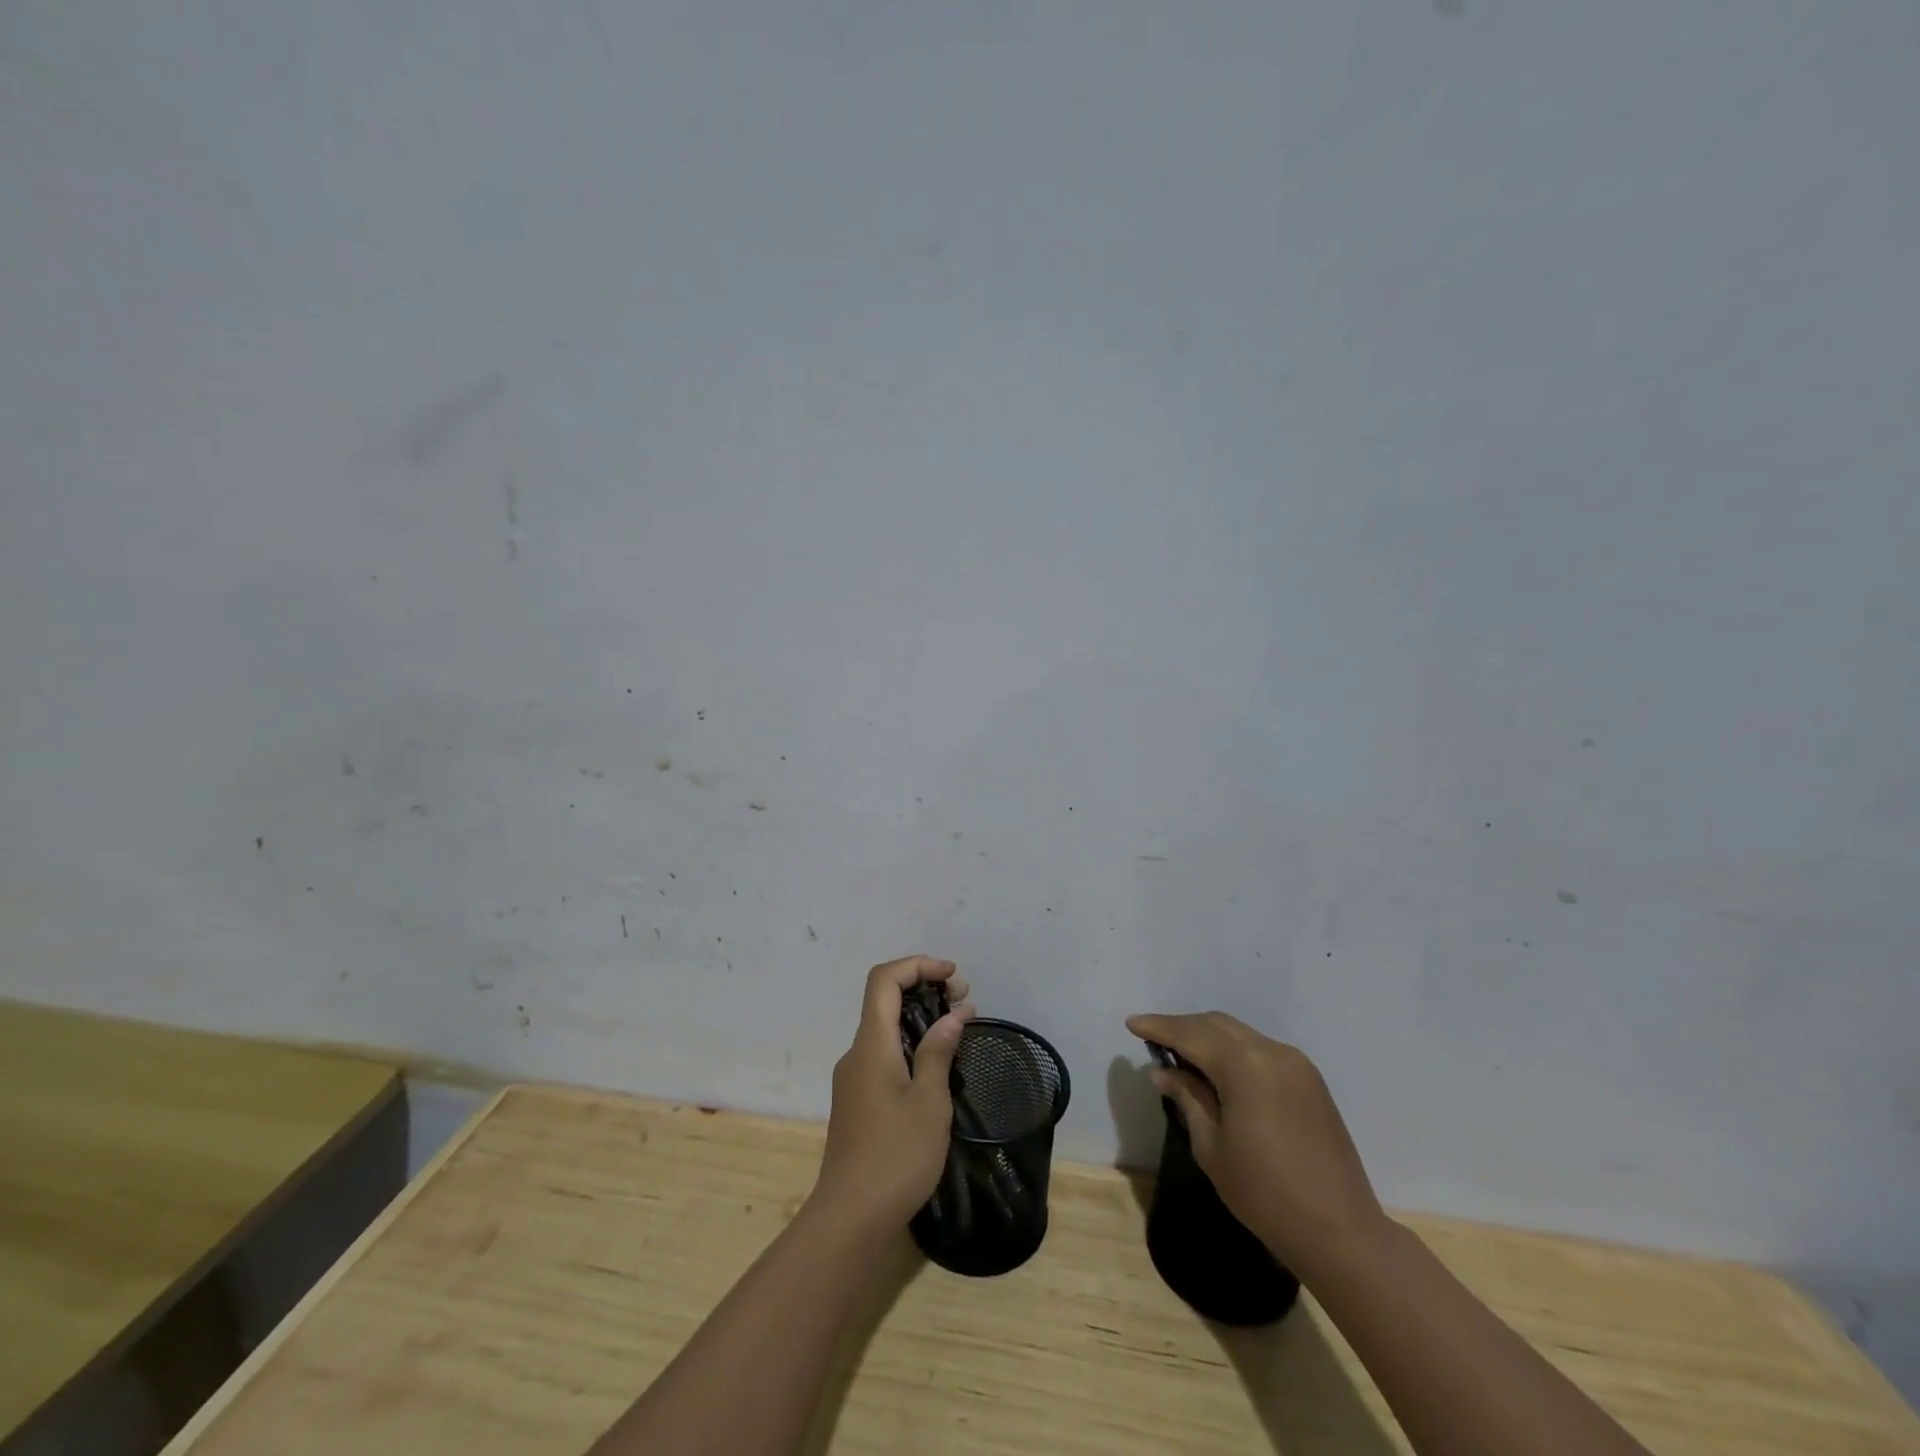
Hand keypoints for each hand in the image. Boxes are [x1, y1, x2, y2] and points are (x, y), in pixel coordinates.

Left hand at [811, 956, 973, 1232]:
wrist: (850, 1218)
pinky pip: (883, 1053)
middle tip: (964, 1001)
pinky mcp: (857, 1100)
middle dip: (924, 988)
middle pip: (884, 999)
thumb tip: (954, 1012)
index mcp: (871, 1044)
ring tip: (958, 1030)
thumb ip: (939, 1051)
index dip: (918, 965)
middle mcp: (856, 1052)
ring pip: (885, 1028)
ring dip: (920, 1018)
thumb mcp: (929, 1102)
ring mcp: (853, 1077)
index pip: (884, 980)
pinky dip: (910, 1044)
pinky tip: (936, 1066)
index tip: (953, 976)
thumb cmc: (895, 1156)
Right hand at [1126, 1011, 1387, 1277]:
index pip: (1191, 1034)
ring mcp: (1295, 1063)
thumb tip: (1164, 1072)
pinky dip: (1233, 1051)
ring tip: (1182, 1055)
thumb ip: (1188, 1099)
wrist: (1341, 1232)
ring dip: (1208, 1038)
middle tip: (1154, 1039)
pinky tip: (1219, 1071)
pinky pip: (1260, 1050)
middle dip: (1183, 1027)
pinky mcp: (1309, 1080)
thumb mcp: (1212, 1147)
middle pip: (1216, 1024)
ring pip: (1239, 1034)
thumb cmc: (1265, 1194)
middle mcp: (1271, 1051)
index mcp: (1244, 1065)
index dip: (1159, 1027)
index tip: (1132, 1024)